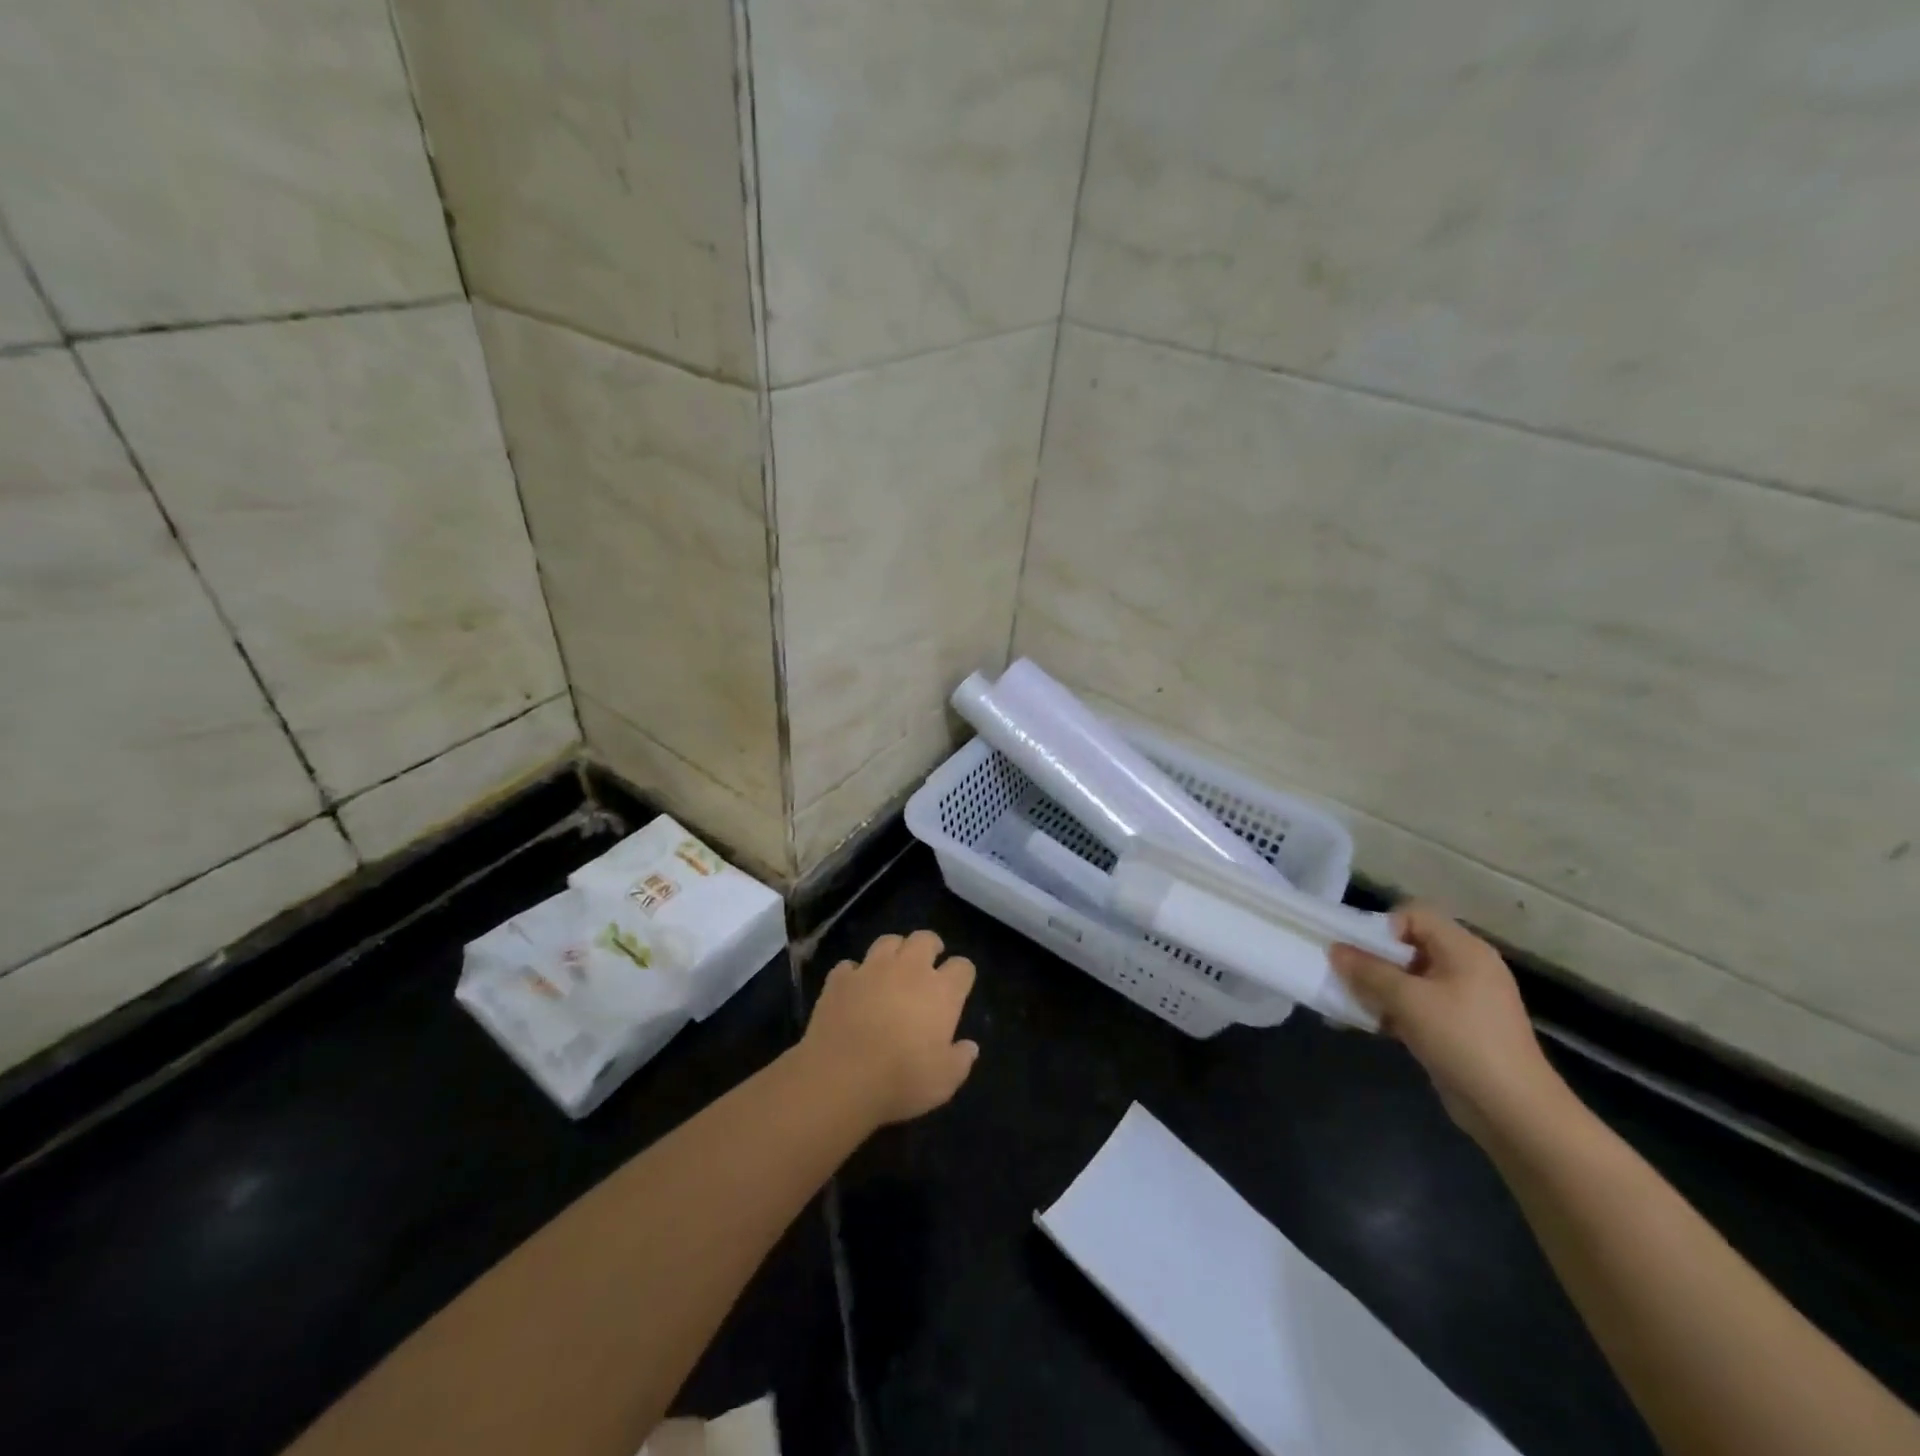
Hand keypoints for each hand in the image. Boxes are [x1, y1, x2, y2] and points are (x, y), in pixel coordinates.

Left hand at [801, 930, 979, 1126]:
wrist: (840, 1078)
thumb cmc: (901, 1081)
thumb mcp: (944, 1081)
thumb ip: (960, 1060)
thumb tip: (969, 1047)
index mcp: (941, 992)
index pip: (962, 967)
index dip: (962, 974)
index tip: (959, 986)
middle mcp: (909, 970)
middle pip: (925, 939)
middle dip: (930, 946)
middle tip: (928, 964)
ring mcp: (871, 970)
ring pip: (888, 941)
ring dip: (894, 951)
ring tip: (892, 968)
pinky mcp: (839, 979)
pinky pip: (849, 965)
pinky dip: (854, 973)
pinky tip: (854, 988)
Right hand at [1332, 905, 1570, 1146]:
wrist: (1513, 1110)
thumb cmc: (1461, 1040)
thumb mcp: (1407, 1000)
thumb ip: (1368, 970)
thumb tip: (1335, 948)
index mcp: (1464, 949)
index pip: (1414, 914)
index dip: (1384, 928)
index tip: (1362, 954)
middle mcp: (1466, 967)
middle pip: (1409, 945)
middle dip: (1374, 959)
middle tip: (1350, 978)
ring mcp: (1464, 999)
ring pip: (1409, 978)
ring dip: (1379, 987)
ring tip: (1354, 1003)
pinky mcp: (1458, 1028)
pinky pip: (1417, 1005)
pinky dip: (1393, 1010)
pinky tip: (1370, 1025)